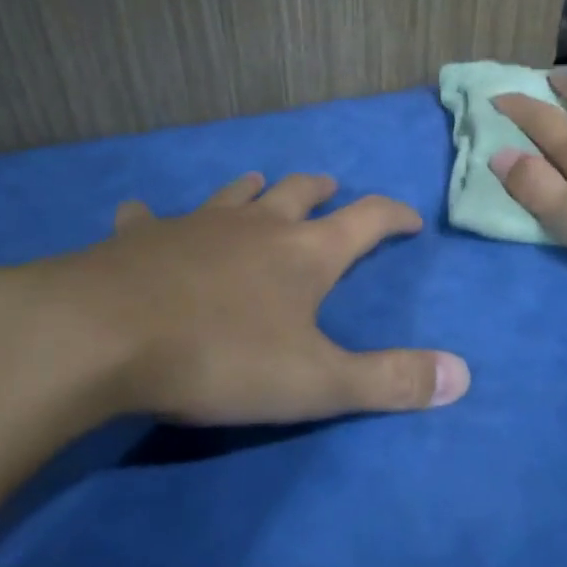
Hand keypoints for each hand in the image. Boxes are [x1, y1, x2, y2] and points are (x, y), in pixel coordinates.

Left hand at [0, 172, 469, 428]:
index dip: (393, 215)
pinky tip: (143, 215)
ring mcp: (195, 225)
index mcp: (304, 254)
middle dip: (321, 190)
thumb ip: (389, 381)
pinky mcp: (139, 238)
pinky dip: (154, 215)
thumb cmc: (220, 357)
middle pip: (298, 193)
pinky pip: (150, 217)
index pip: (367, 219)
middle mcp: (256, 227)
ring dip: (254, 188)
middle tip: (332, 188)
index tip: (409, 218)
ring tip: (261, 183)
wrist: (102, 336)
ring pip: (234, 194)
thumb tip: (464, 376)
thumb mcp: (316, 382)